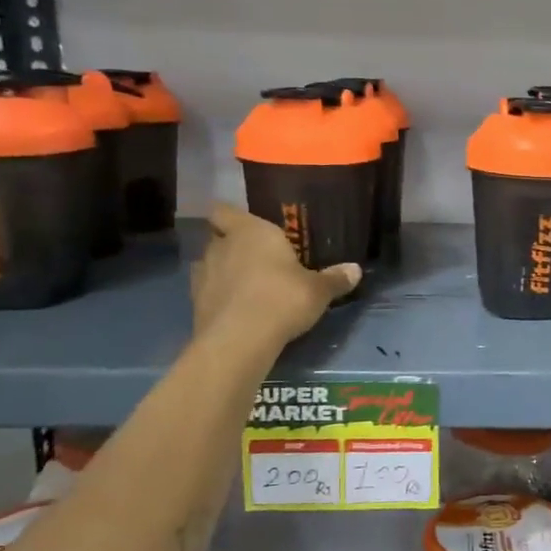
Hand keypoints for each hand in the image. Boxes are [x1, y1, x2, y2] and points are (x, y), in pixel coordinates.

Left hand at [191, 203, 360, 340]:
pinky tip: (237, 309)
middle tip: (255, 257)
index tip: (245, 226)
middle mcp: (222, 247)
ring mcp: (203, 275)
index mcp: (251, 232)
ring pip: (209, 264)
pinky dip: (218, 296)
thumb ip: (335, 279)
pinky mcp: (195, 303)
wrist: (240, 340)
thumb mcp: (318, 290)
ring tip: (245, 285)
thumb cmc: (282, 299)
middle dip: (231, 244)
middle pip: (217, 237)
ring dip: (223, 271)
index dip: (230, 216)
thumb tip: (355, 270)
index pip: (224, 210)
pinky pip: (207, 291)